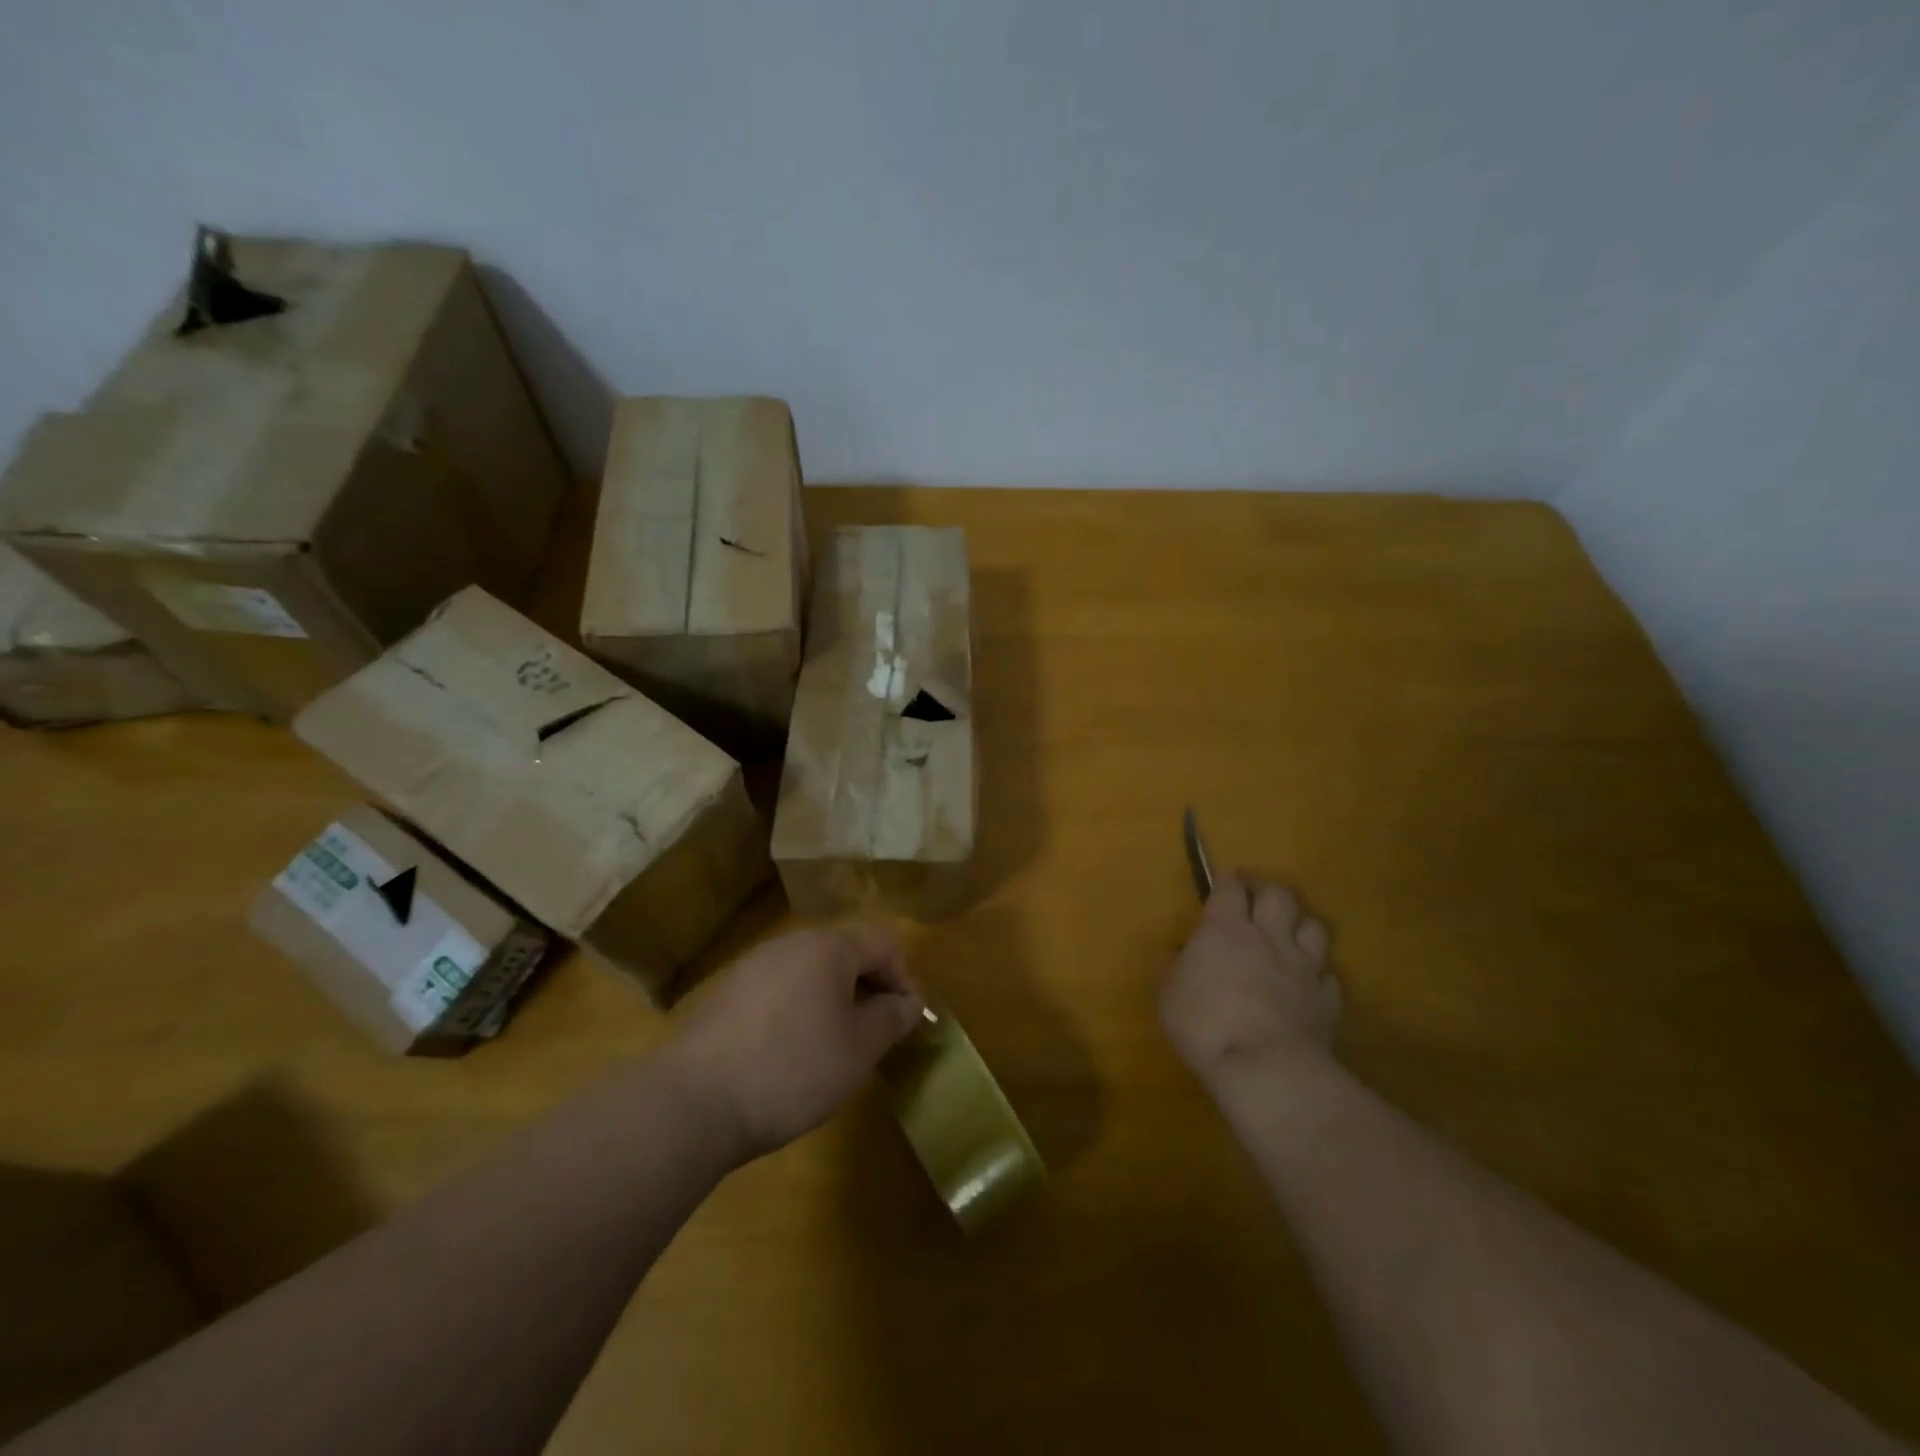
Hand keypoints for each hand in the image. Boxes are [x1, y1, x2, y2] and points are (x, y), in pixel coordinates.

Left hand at [669, 924, 926, 1160]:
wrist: (693, 1101)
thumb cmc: (792, 1069)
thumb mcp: (859, 1050)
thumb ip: (892, 1018)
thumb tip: (909, 1001)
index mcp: (828, 946)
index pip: (884, 943)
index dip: (905, 978)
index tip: (906, 1022)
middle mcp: (790, 943)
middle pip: (845, 952)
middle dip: (869, 989)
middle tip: (875, 1035)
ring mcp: (752, 965)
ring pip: (810, 971)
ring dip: (833, 1000)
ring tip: (835, 1047)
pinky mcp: (726, 992)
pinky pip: (779, 989)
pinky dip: (798, 1010)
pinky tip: (789, 1053)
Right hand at [1160, 873, 1340, 1081]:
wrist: (1266, 1067)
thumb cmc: (1205, 1024)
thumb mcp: (1168, 996)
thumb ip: (1172, 969)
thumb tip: (1172, 953)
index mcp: (1226, 929)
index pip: (1230, 888)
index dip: (1228, 881)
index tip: (1224, 882)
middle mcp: (1269, 937)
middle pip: (1278, 895)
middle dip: (1267, 893)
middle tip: (1257, 902)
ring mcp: (1303, 966)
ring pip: (1314, 926)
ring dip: (1301, 926)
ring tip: (1289, 936)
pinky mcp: (1328, 998)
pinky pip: (1328, 974)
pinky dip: (1318, 974)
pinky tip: (1308, 984)